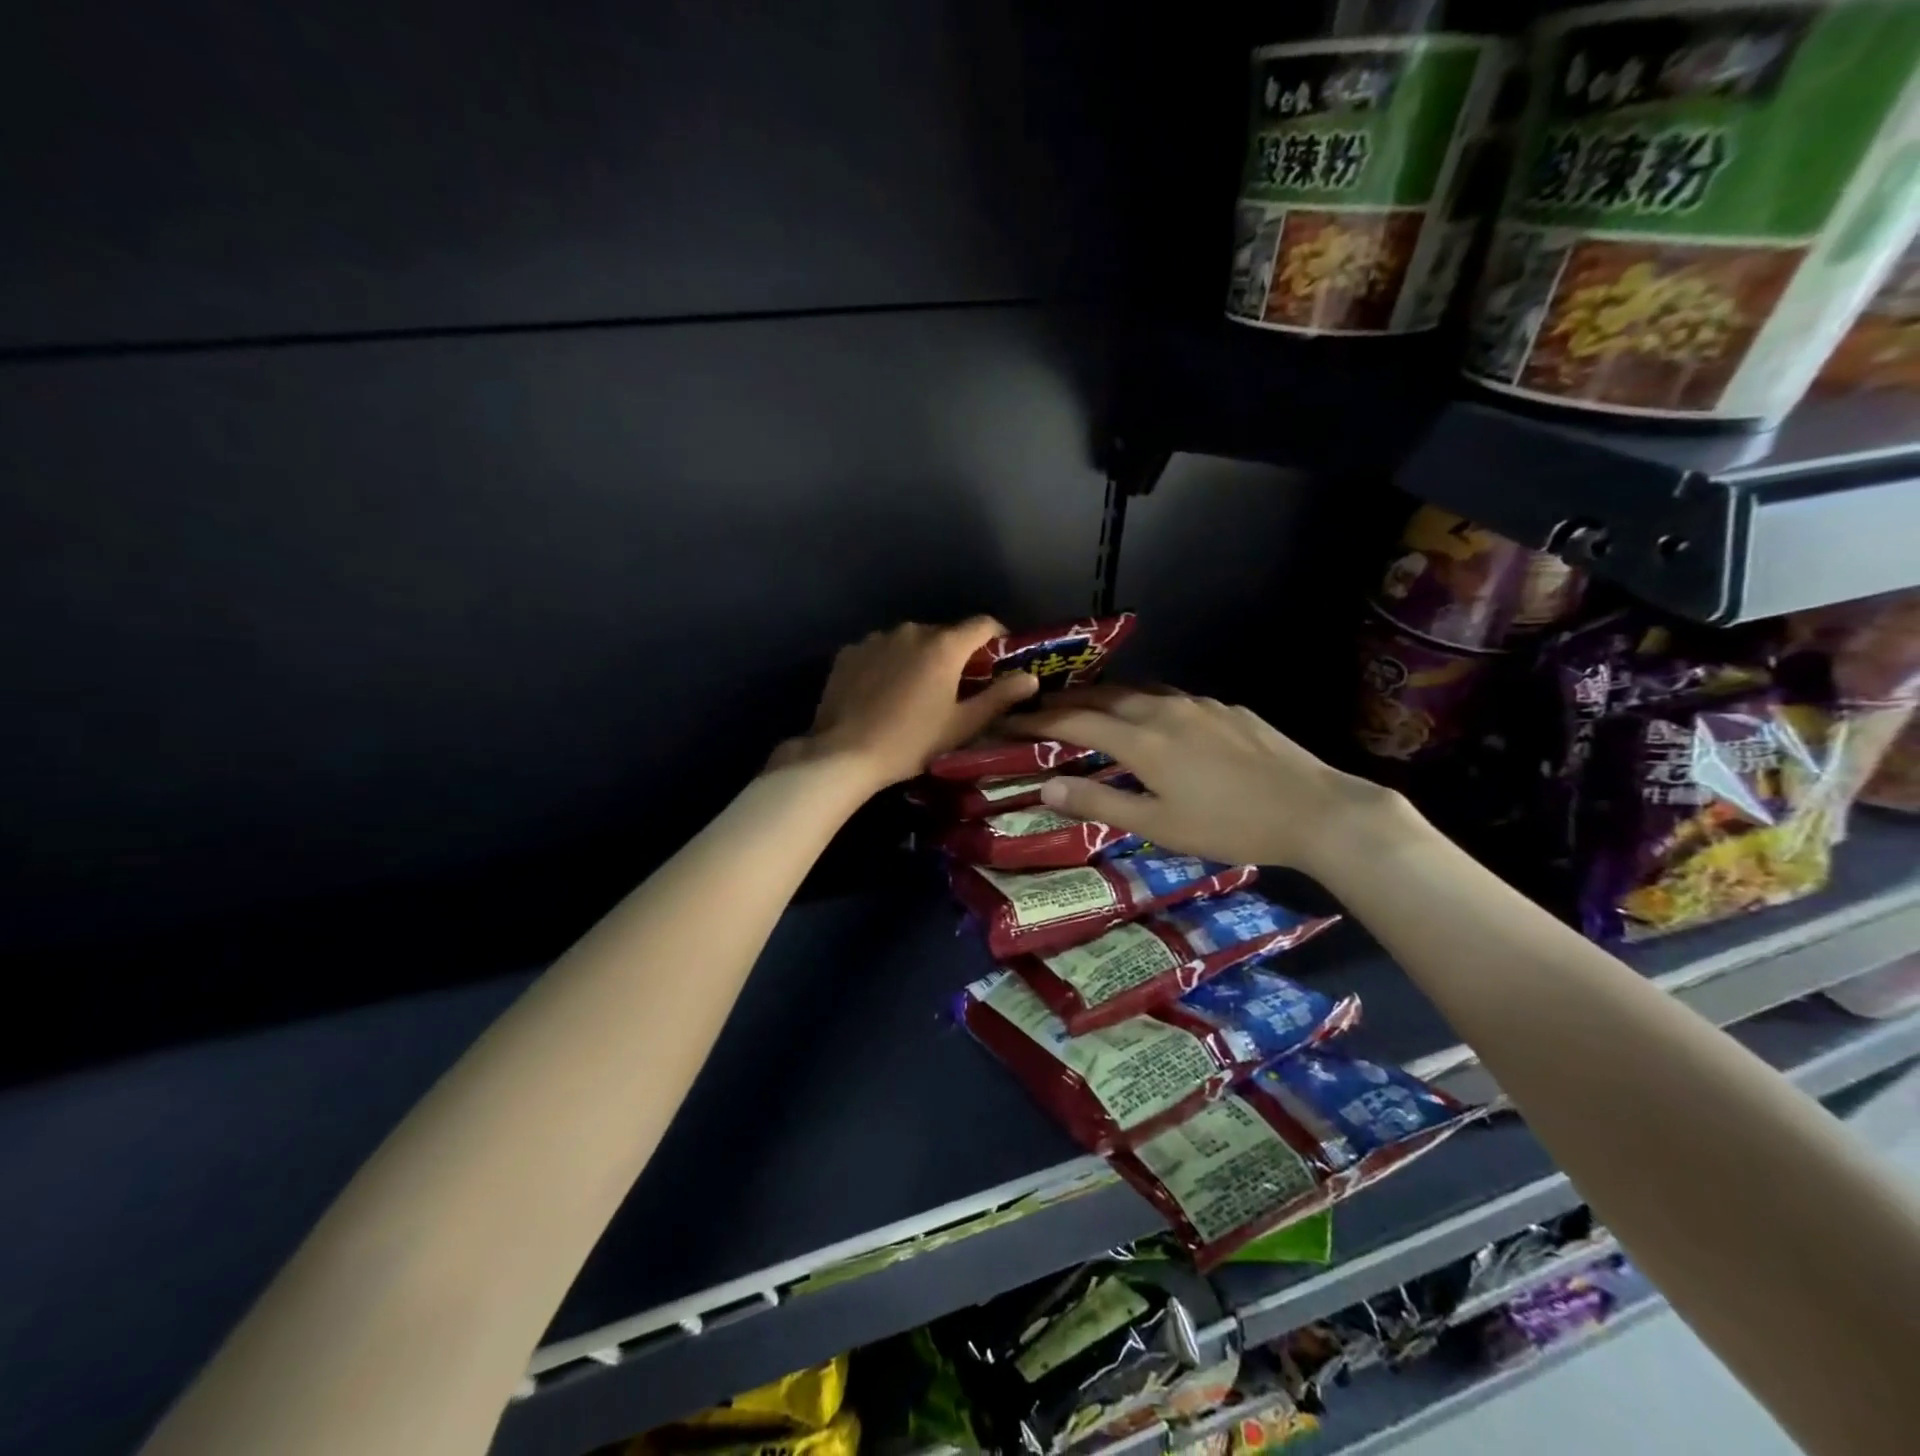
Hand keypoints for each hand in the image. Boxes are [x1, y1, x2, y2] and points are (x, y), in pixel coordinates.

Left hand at [774, 618, 1039, 788]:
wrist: (844, 754)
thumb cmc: (911, 742)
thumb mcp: (962, 725)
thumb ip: (999, 698)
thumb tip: (1031, 678)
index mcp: (943, 646)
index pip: (982, 624)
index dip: (997, 637)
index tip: (999, 659)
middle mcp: (911, 631)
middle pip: (944, 634)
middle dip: (955, 654)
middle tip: (955, 687)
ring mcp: (876, 639)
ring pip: (909, 642)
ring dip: (918, 658)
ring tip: (914, 692)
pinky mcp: (849, 652)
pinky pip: (879, 651)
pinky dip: (887, 664)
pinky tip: (882, 693)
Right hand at [1005, 687, 1404, 876]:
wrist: (1315, 809)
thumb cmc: (1230, 825)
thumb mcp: (1158, 825)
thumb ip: (1099, 804)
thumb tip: (1046, 788)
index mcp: (1142, 740)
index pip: (1075, 721)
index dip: (1038, 720)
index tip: (1009, 720)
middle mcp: (1164, 710)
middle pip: (1103, 696)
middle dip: (1066, 700)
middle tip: (1039, 707)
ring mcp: (1198, 704)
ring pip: (1138, 691)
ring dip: (1104, 696)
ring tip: (1086, 705)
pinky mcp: (1226, 709)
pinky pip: (1170, 697)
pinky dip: (1143, 702)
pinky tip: (1152, 717)